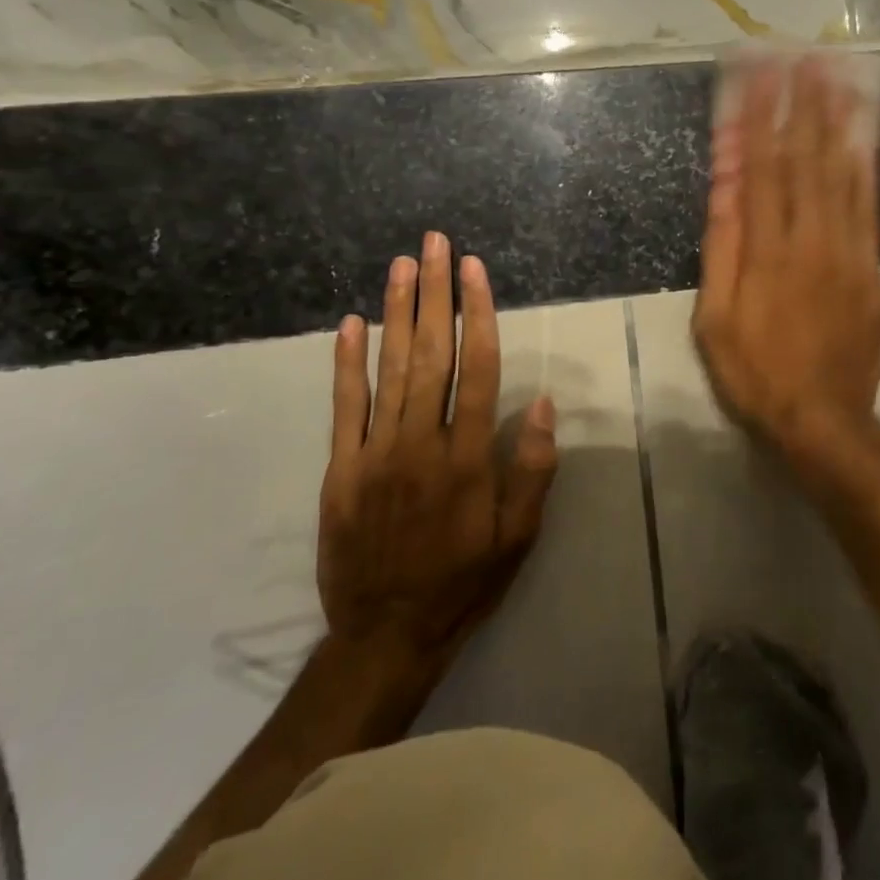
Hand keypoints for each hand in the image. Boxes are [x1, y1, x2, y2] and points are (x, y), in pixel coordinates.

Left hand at [321, 232, 558, 658]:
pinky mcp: (340, 471)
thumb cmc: (465, 581)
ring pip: (389, 370)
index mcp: (467, 458)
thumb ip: (531, 468)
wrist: (386, 635)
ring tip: (403, 265)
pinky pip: (344, 407)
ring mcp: (374, 455)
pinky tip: (352, 324)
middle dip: (436, 294)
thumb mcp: (518, 535)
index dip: (479, 314)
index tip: (475, 270)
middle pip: (432, 354)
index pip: (478, 368)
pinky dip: (347, 363)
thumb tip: (540, 401)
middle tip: (436, 244)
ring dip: (397, 312)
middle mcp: (420, 444)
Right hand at [692, 57, 879, 473]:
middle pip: (806, 159)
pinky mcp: (873, 268)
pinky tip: (863, 134)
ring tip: (838, 73)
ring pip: (844, 174)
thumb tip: (726, 184)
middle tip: (803, 52)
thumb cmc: (755, 374)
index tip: (756, 73)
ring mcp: (850, 252)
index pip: (762, 168)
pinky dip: (866, 164)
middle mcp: (812, 240)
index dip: (758, 117)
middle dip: (802, 102)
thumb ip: (723, 248)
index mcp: (767, 252)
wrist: (824, 421)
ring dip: (838, 120)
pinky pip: (870, 205)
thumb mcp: (715, 319)